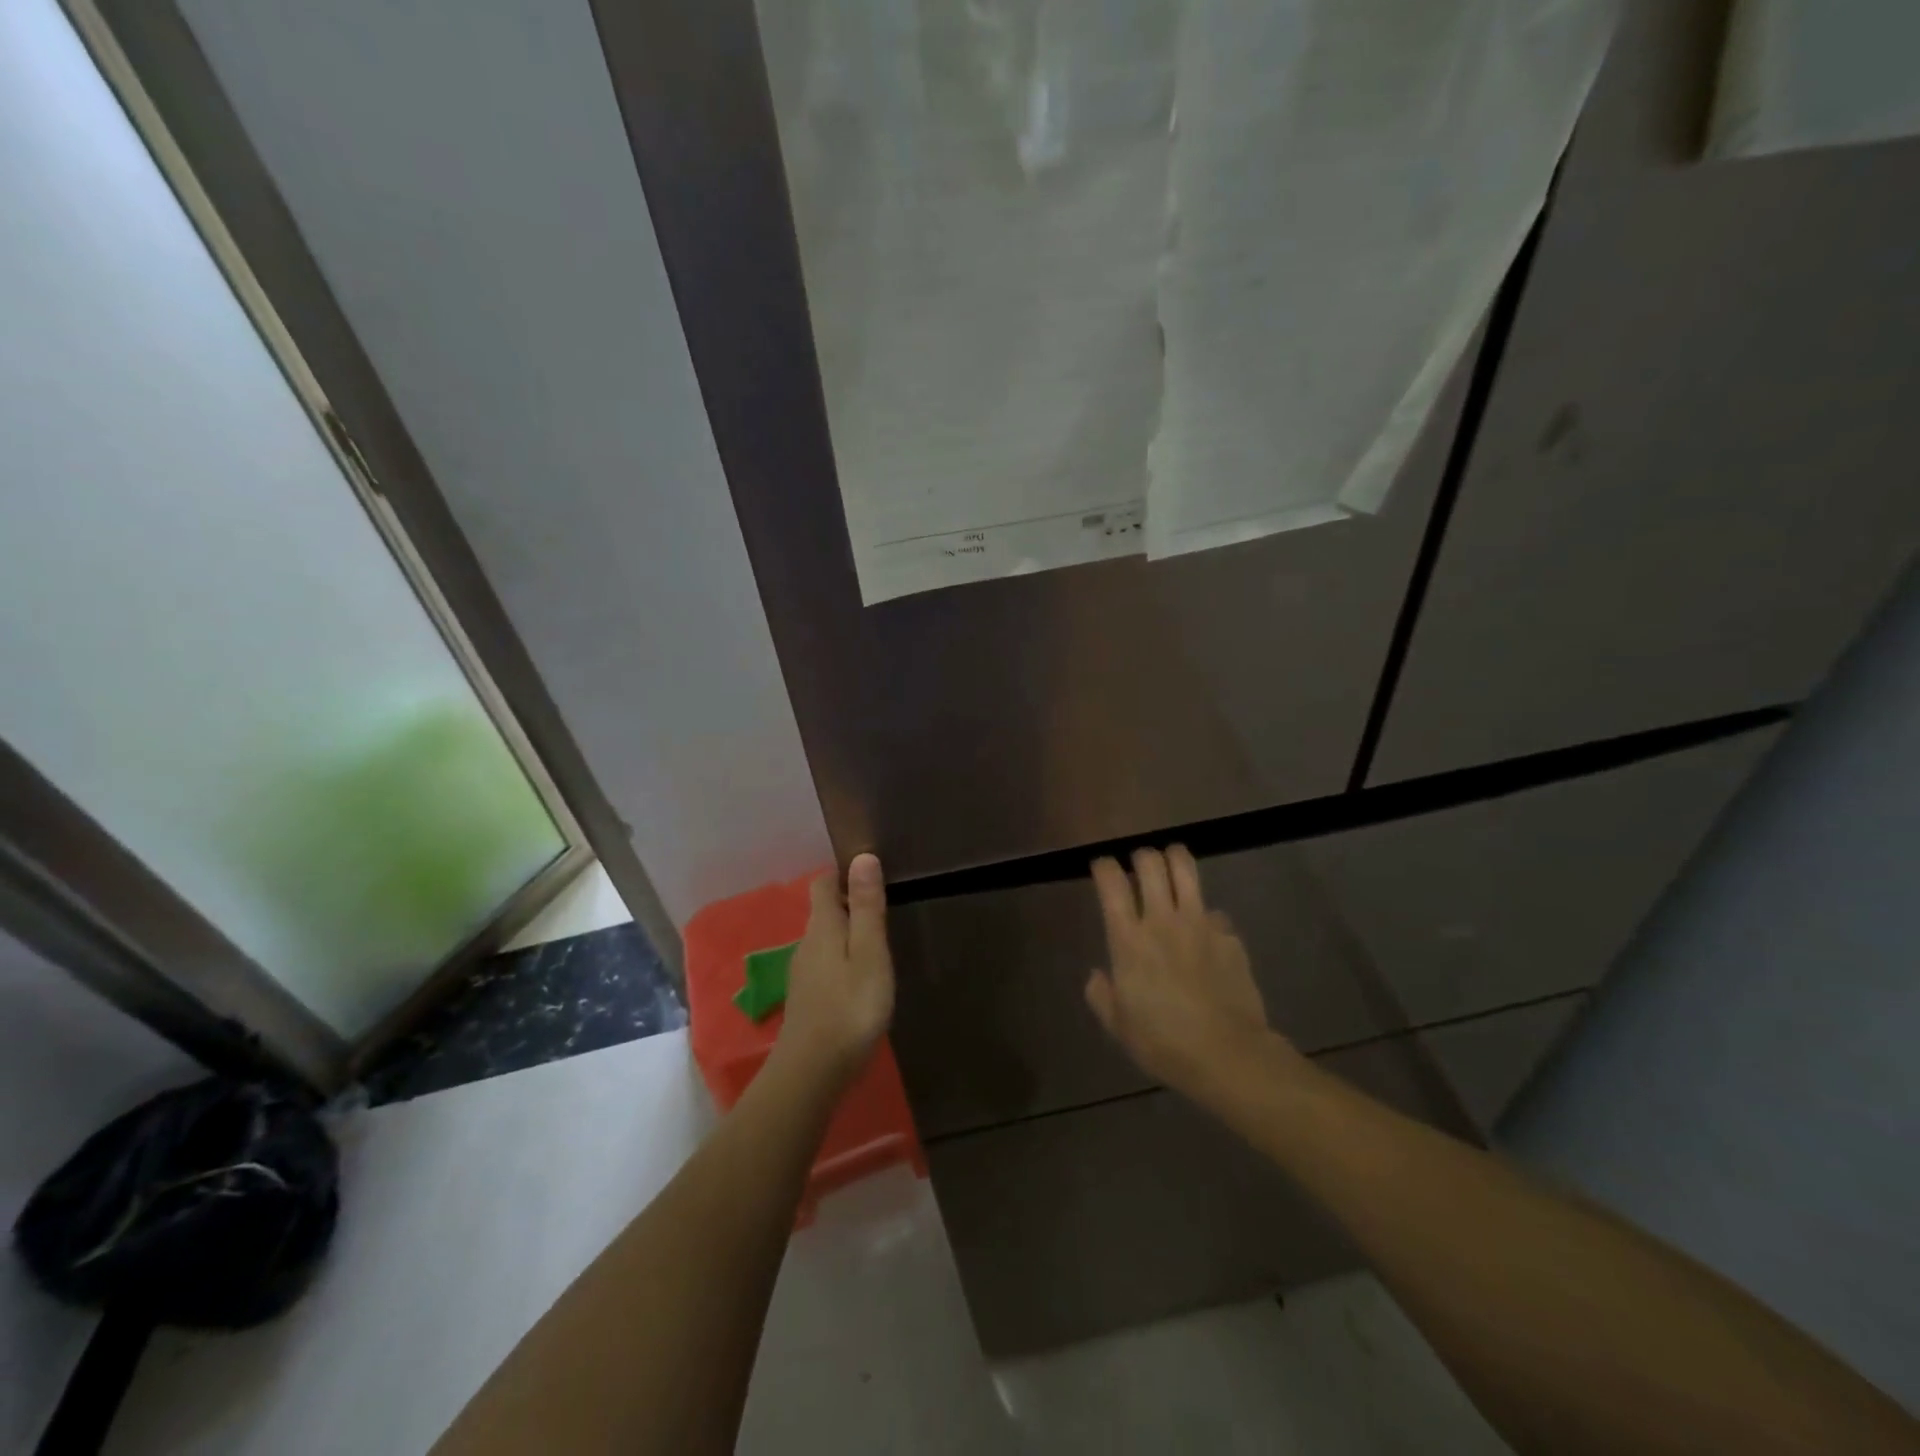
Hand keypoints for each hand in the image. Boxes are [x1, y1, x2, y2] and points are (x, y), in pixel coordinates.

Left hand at [775, 854, 895, 1086]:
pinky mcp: (807, 1000)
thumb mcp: (869, 953)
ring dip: (847, 934)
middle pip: (824, 911)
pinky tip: (861, 978)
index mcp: (822, 927)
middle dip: (849, 903)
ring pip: (824, 940)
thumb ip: (866, 907)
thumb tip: (863, 857)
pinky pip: (825, 965)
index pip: (824, 884)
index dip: (843, 874)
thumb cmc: (849, 1007)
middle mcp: (806, 944)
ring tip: (878, 941)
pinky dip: (842, 960)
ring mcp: (803, 974)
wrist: (812, 1073)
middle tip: (883, 905)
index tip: (870, 873)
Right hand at [1086, 846, 1292, 1097]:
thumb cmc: (1164, 1043)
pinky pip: (1214, 911)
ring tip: (1170, 866)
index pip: (1111, 882)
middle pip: (1150, 862)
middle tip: (1138, 868)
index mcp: (1129, 939)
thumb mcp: (1118, 1026)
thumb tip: (1098, 976)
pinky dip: (1205, 915)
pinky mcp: (1229, 935)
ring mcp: (1200, 923)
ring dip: (1174, 859)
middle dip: (1140, 856)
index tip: (1101, 867)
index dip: (1103, 865)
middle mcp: (1162, 920)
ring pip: (1186, 868)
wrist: (1229, 1055)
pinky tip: (1205, 934)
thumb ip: (1101, 995)